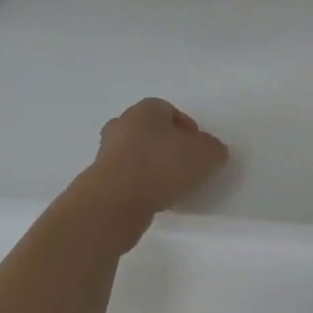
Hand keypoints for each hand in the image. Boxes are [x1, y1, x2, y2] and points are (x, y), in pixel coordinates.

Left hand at [67, 98, 228, 245]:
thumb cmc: (162, 165)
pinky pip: (126, 180)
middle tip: (184, 167)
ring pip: (136, 156)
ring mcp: (105, 154)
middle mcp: (122, 125)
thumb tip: (210, 152)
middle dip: (167, 147)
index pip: (170, 112)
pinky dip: (139, 188)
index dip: (188, 130)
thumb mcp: (206, 154)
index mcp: (145, 109)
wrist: (114, 203)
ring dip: (152, 169)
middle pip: (151, 132)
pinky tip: (152, 201)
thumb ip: (214, 149)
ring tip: (170, 189)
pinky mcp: (98, 182)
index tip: (198, 151)